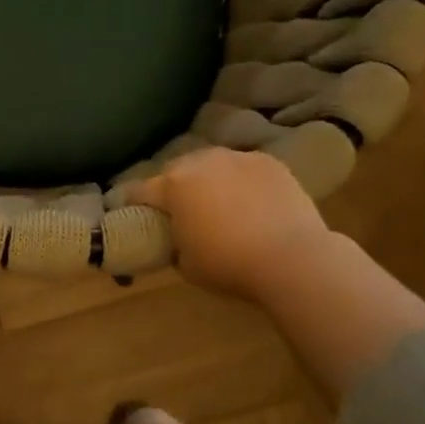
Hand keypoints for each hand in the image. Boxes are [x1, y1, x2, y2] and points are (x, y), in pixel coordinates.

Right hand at [123, 147, 329, 301]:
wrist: (293, 259)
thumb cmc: (230, 265)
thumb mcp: (185, 264)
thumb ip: (174, 242)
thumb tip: (177, 238)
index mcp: (172, 186)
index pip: (138, 190)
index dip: (131, 203)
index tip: (132, 214)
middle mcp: (200, 162)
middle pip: (175, 170)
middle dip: (173, 187)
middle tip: (181, 211)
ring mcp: (237, 158)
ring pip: (211, 164)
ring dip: (208, 179)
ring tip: (219, 203)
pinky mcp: (269, 162)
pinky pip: (244, 168)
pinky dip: (241, 181)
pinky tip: (252, 202)